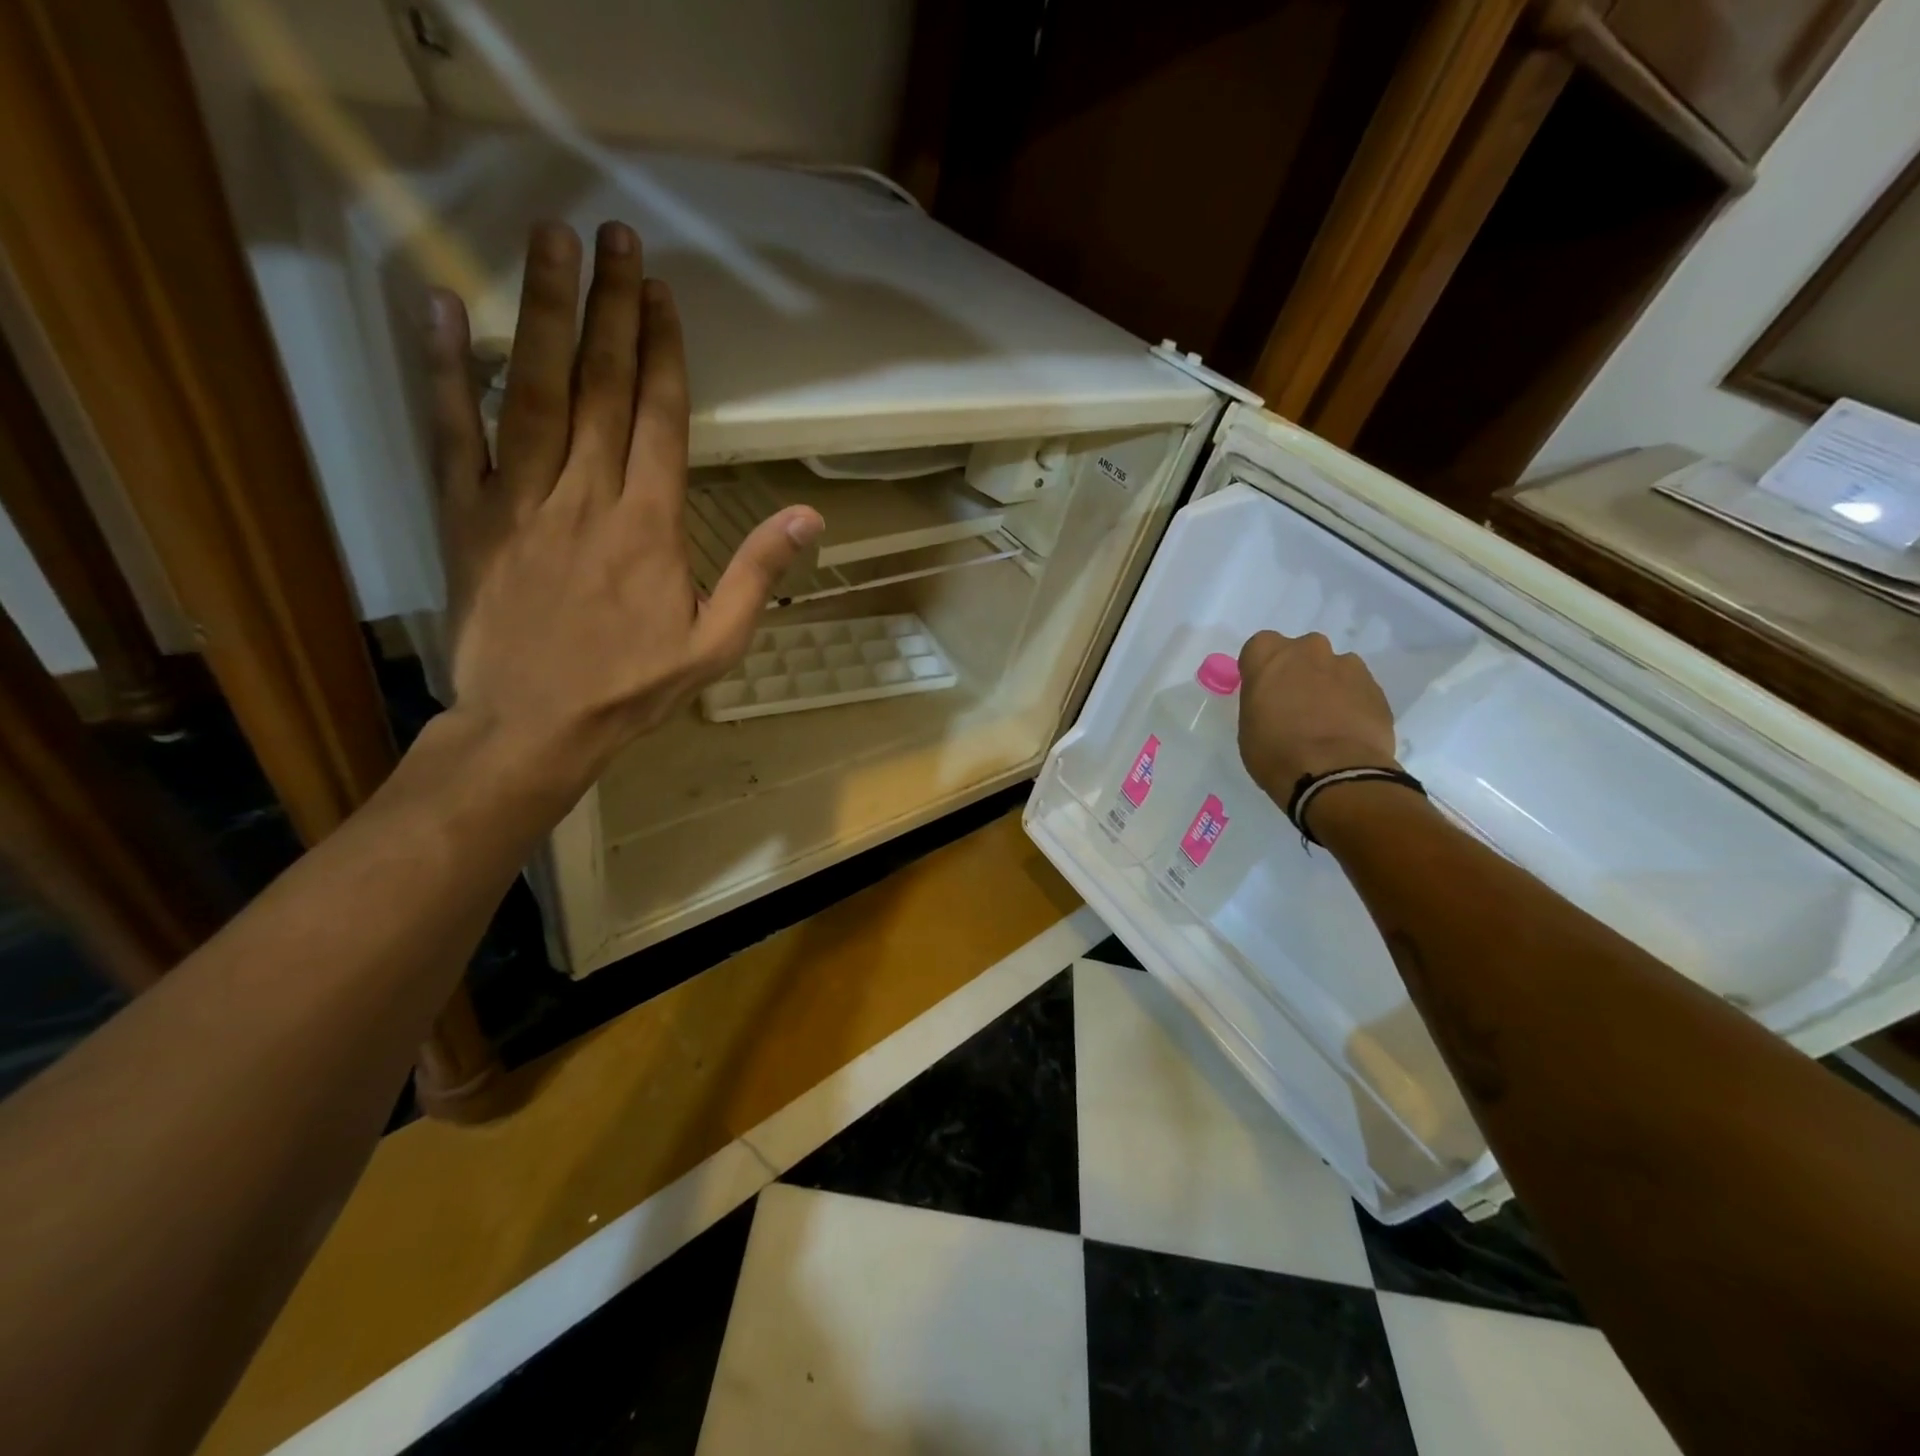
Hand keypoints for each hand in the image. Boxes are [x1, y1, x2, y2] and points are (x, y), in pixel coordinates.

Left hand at [422, 220, 822, 806]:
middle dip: (613, 308)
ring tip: (551, 243)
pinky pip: (453, 432)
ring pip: (534, 390)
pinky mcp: (468, 515)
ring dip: (545, 313)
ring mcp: (521, 499)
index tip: (663, 296)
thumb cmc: (632, 687)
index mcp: (649, 526)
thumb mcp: (717, 644)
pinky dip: (445, 369)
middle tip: (616, 237)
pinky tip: (444, 308)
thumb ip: (757, 574)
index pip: (659, 420)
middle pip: (602, 386)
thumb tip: (808, 516)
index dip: (662, 353)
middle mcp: (586, 496)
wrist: (535, 725)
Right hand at [1236, 630, 1397, 802]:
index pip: (1260, 646)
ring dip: (1328, 686)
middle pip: (1301, 652)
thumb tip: (1277, 703)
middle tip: (1295, 705)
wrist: (1335, 774)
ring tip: (1326, 722)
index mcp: (1269, 656)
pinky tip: (1346, 731)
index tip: (1263, 691)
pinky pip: (1357, 689)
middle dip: (1298, 672)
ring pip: (1333, 668)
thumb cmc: (1276, 752)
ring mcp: (1347, 666)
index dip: (1262, 669)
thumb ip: (1261, 702)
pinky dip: (1351, 703)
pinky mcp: (1376, 688)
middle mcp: (1309, 650)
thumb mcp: (1249, 727)